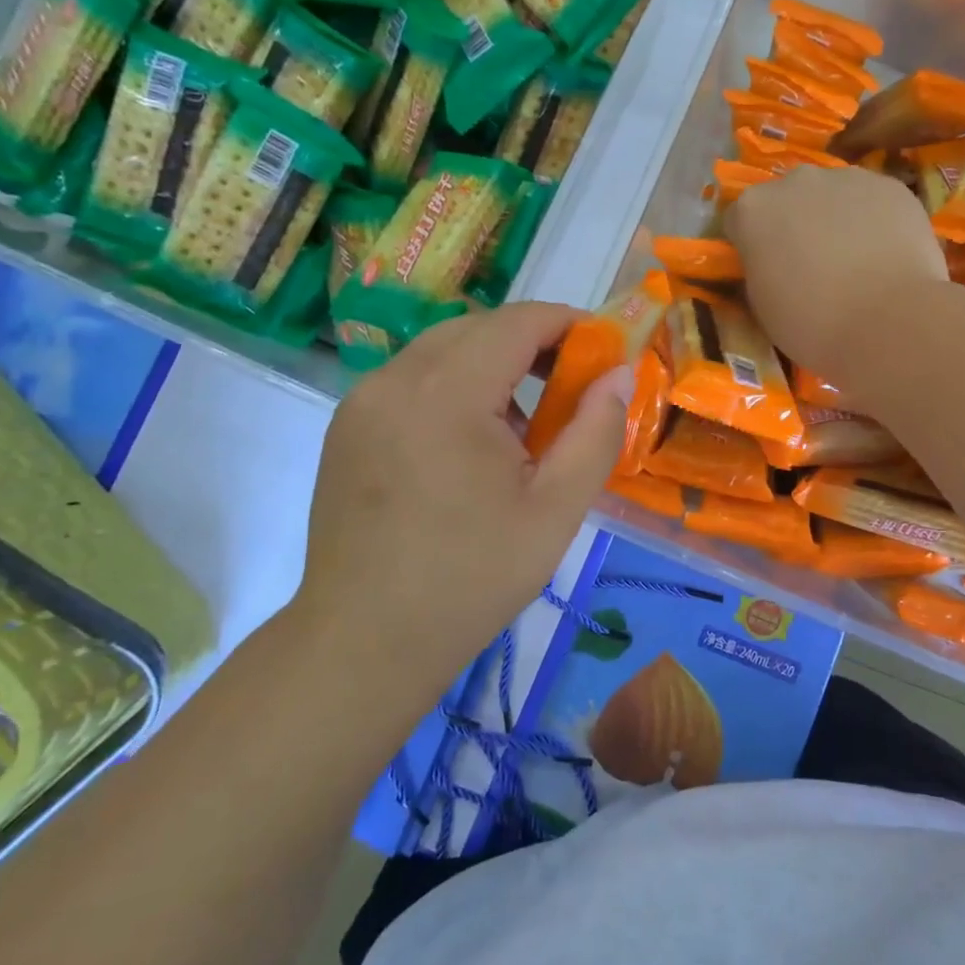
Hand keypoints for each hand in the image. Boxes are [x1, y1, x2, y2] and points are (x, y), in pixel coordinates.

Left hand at [294, 303, 630, 692]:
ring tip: (523, 424)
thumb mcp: (557, 509)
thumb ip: (596, 431)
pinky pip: (411, 381)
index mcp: (446, 393)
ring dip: (491, 365)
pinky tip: (470, 444)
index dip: (567, 323)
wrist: (364, 642)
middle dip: (532, 343)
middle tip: (571, 385)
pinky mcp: (347, 428)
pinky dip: (452, 387)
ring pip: (441, 352)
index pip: (516, 322)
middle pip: (477, 329)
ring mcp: (362, 403)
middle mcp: (394, 380)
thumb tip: (618, 373)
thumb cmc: (472, 577)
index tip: (603, 348)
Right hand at [725, 167, 948, 386]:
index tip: (766, 269)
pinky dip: (875, 220)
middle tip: (812, 264)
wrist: (887, 322)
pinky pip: (873, 200)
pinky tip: (886, 254)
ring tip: (855, 260)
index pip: (740, 220)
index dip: (752, 245)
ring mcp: (845, 177)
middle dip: (794, 223)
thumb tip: (771, 263)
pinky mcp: (890, 185)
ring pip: (833, 194)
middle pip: (788, 198)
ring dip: (836, 218)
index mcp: (752, 210)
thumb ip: (760, 269)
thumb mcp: (762, 304)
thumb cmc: (811, 323)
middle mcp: (794, 180)